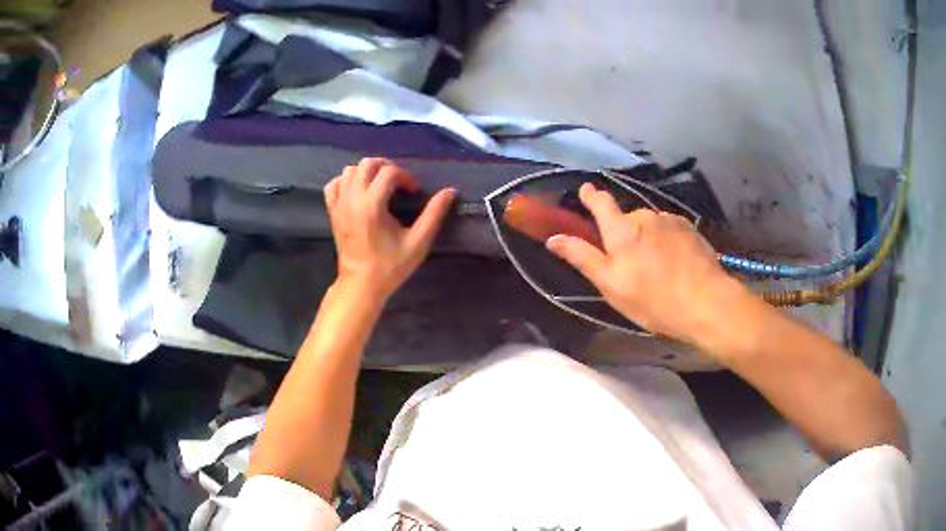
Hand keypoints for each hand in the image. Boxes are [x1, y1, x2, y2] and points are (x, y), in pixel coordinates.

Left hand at [324, 158, 455, 299]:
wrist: (361, 284)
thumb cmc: (391, 266)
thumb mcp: (418, 242)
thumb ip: (434, 214)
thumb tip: (450, 191)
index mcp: (372, 205)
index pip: (389, 172)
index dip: (406, 176)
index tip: (414, 191)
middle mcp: (352, 199)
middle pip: (367, 164)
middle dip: (386, 167)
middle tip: (399, 182)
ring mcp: (339, 204)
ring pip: (349, 171)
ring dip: (367, 172)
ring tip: (380, 185)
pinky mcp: (332, 211)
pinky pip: (334, 184)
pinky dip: (347, 181)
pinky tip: (359, 191)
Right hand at [546, 183, 747, 346]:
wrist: (706, 303)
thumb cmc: (653, 299)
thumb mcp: (611, 285)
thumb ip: (582, 257)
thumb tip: (553, 238)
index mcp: (621, 230)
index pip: (601, 202)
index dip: (590, 196)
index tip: (585, 191)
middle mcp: (645, 216)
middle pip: (627, 219)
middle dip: (625, 235)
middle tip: (630, 265)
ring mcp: (670, 220)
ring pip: (650, 226)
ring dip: (648, 240)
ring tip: (657, 269)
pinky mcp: (690, 229)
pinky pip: (670, 230)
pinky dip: (667, 242)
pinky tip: (675, 265)